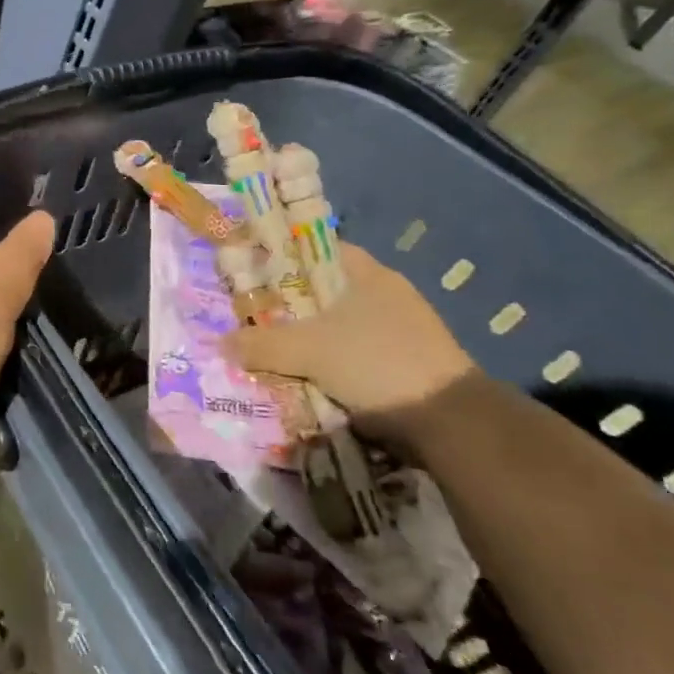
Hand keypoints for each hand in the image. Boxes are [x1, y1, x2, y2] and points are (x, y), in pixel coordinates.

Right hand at [225, 244, 478, 437]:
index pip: (315, 249)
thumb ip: (261, 344)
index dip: (281, 256)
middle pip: (323, 291)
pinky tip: (306, 376)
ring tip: (271, 349)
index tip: (250, 271)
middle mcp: (386, 294)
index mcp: (367, 273)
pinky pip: (354, 354)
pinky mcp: (407, 364)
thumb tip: (221, 343)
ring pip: (338, 325)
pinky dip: (329, 363)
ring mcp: (401, 330)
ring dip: (309, 339)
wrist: (452, 424)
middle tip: (251, 315)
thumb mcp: (308, 351)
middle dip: (288, 305)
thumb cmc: (377, 363)